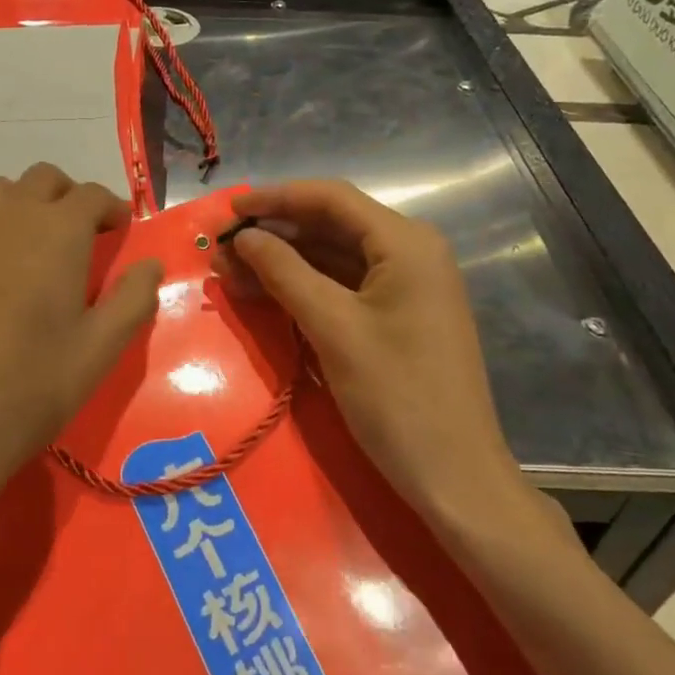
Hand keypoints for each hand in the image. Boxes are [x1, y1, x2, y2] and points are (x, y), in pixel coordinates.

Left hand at [0, 164, 163, 488]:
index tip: (121, 230)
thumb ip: (133, 299)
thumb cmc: (31, 386)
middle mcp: (10, 217)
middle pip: (44, 179)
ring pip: (0, 191)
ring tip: (35, 243)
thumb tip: (151, 264)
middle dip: (70, 196)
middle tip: (83, 233)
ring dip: (26, 203)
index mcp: (59, 233)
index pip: (92, 195)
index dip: (112, 207)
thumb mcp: (99, 350)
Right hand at [218, 181, 526, 523]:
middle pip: (331, 225)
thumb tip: (243, 236)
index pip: (330, 198)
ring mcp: (406, 285)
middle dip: (274, 234)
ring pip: (333, 257)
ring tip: (229, 272)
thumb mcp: (333, 328)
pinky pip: (343, 286)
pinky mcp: (397, 315)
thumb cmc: (396, 396)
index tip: (227, 211)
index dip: (275, 198)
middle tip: (220, 249)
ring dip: (283, 262)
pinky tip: (263, 294)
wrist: (454, 476)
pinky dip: (303, 287)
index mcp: (405, 242)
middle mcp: (410, 252)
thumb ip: (284, 272)